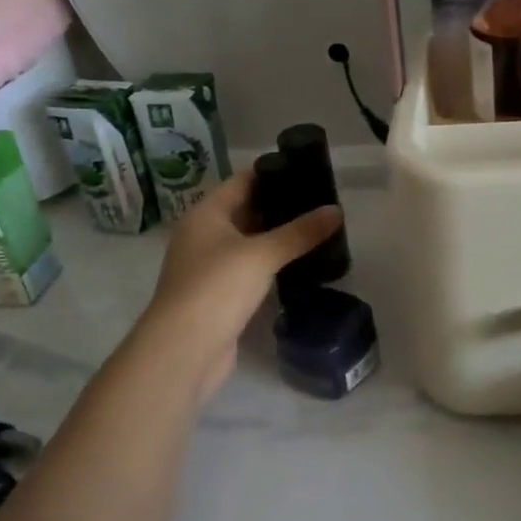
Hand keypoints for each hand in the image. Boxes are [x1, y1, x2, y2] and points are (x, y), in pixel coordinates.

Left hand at [140, 174, 342, 400]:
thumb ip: (300, 232)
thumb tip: (337, 210)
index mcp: (205, 214)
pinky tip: (298, 264)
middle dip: (278, 206)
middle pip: (244, 210)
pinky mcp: (218, 295)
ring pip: (248, 242)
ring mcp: (209, 267)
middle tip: (319, 201)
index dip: (271, 173)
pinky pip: (248, 269)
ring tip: (315, 229)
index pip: (241, 181)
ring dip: (276, 237)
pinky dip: (270, 264)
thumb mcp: (262, 254)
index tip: (306, 169)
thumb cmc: (217, 288)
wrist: (184, 350)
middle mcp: (203, 235)